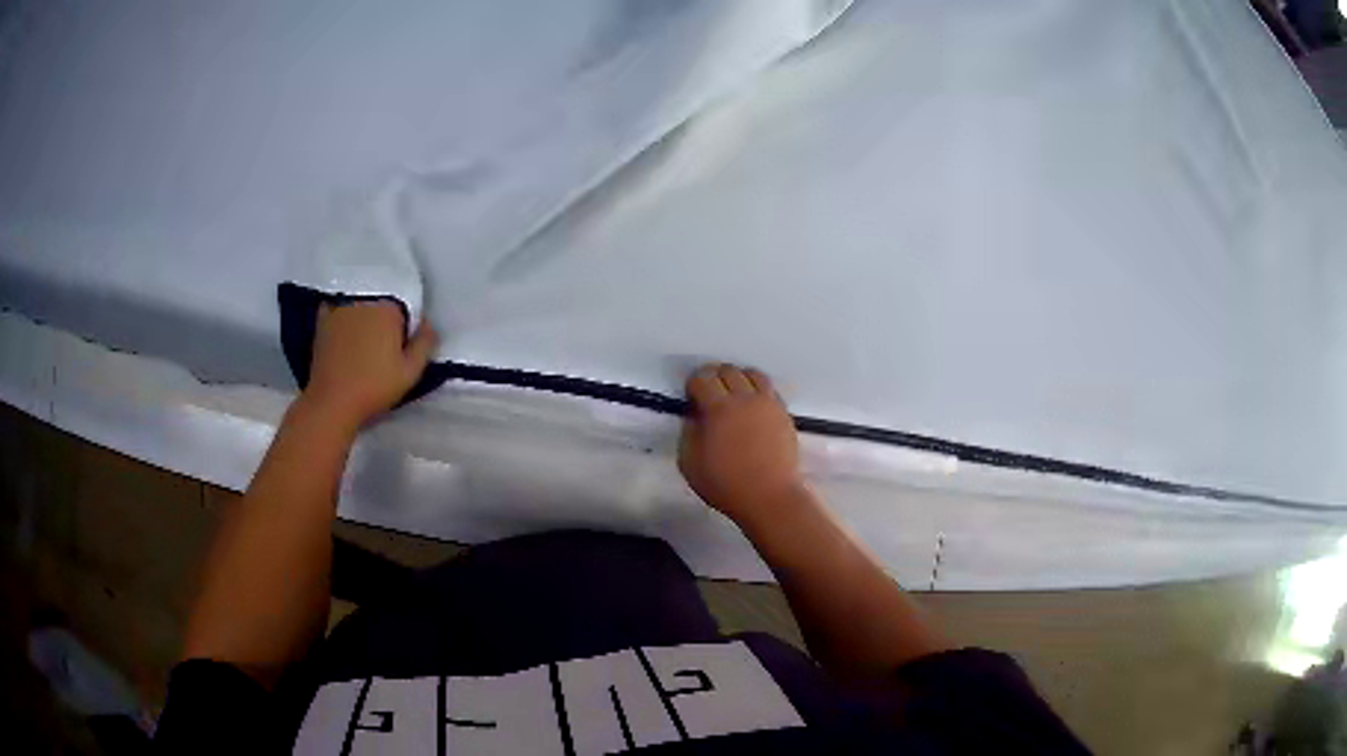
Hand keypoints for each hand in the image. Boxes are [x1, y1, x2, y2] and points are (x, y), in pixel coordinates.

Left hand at [302, 302, 437, 428]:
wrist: (332, 401)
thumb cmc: (374, 387)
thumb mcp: (411, 372)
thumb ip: (425, 343)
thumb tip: (428, 324)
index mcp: (389, 308)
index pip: (405, 307)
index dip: (405, 328)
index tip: (401, 348)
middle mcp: (364, 299)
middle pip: (381, 303)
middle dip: (384, 321)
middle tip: (382, 349)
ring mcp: (340, 306)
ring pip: (360, 305)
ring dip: (364, 319)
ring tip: (362, 346)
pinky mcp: (323, 318)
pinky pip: (339, 309)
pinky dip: (344, 317)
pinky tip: (345, 334)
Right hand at [679, 364, 805, 525]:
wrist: (770, 496)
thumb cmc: (725, 484)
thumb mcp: (690, 463)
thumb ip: (688, 433)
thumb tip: (694, 415)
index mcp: (719, 409)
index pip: (702, 379)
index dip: (693, 384)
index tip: (691, 395)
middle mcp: (744, 398)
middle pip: (728, 371)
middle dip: (714, 377)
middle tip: (710, 392)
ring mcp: (767, 403)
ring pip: (752, 374)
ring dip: (739, 378)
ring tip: (733, 393)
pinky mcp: (783, 413)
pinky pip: (769, 389)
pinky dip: (757, 390)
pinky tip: (752, 405)